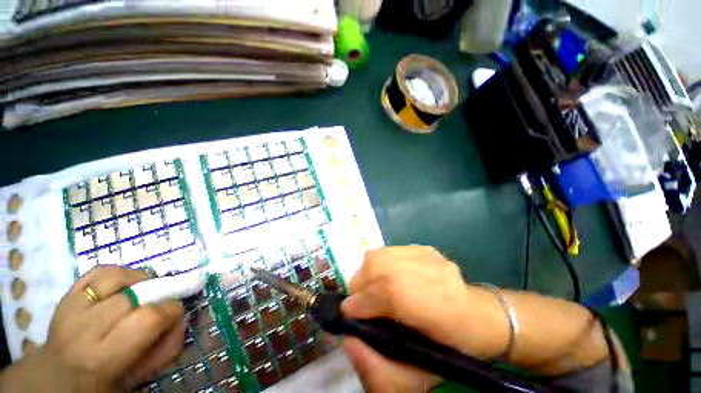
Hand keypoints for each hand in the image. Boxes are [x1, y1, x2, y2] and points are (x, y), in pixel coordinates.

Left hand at [2, 266, 185, 391]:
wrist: (57, 377)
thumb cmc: (103, 383)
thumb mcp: (138, 377)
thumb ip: (164, 348)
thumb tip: (179, 318)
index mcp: (102, 358)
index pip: (148, 319)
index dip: (171, 309)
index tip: (176, 311)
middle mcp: (83, 329)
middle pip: (133, 296)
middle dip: (156, 294)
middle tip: (160, 302)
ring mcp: (71, 308)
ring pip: (114, 277)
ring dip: (137, 280)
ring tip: (142, 289)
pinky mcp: (66, 294)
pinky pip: (97, 272)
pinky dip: (117, 273)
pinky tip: (123, 284)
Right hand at [341, 246, 510, 391]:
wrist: (480, 318)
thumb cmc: (449, 348)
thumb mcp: (415, 377)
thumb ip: (377, 365)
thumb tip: (349, 338)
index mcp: (437, 310)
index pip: (387, 294)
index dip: (361, 303)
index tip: (347, 314)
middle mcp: (432, 275)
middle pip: (378, 265)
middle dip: (360, 284)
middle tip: (358, 300)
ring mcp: (428, 256)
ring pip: (381, 254)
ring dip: (367, 272)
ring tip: (369, 287)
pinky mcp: (425, 248)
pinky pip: (389, 251)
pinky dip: (379, 263)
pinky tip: (384, 276)